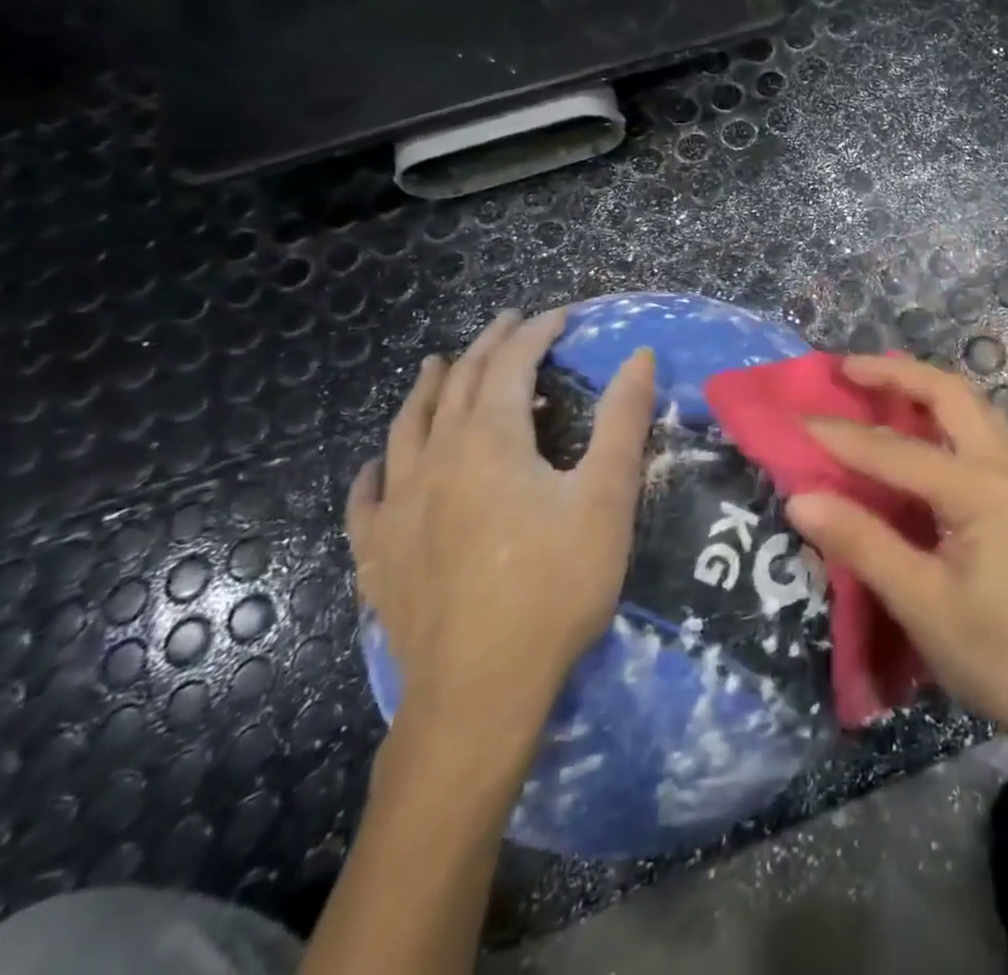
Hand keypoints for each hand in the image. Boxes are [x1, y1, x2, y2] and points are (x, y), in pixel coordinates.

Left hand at [346, 308, 657, 754]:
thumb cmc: (555, 586)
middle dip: (486, 347)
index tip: (562, 315)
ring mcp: (397, 510)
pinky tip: (377, 467)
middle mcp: (435, 462)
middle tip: (510, 324)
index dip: (536, 332)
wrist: (481, 691)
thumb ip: (622, 421)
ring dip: (426, 390)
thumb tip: (639, 357)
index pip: (510, 365)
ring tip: (436, 366)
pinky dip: (376, 470)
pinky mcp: (378, 556)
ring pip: (405, 430)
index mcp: (489, 441)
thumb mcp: (606, 498)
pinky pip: (367, 498)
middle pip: (456, 386)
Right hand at [784, 354, 1007, 748]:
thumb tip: (801, 499)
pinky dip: (940, 412)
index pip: (897, 452)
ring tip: (876, 382)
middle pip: (950, 394)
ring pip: (969, 405)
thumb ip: (863, 544)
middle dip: (897, 373)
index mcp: (981, 491)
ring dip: (922, 385)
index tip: (794, 420)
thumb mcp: (922, 604)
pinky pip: (975, 429)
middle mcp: (1004, 467)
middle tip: (846, 368)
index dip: (842, 436)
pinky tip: (914, 425)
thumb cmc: (997, 655)